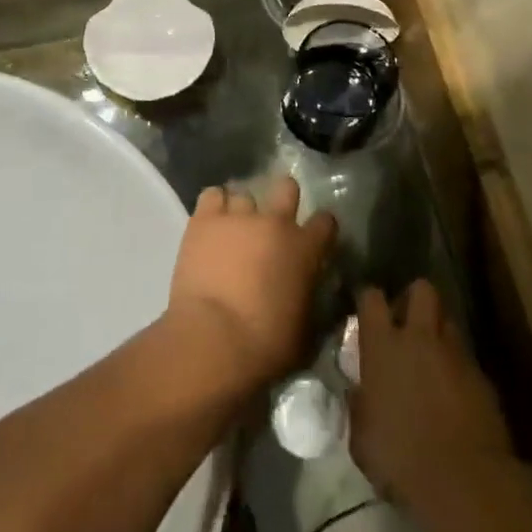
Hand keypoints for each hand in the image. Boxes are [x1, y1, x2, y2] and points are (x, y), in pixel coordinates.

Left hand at [166, 177, 335, 394]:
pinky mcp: (205, 220)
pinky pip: (212, 195)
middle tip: (272, 224)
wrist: (214, 338)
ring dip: (242, 211)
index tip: (315, 240)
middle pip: (286, 187)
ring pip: (244, 194)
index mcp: (306, 248)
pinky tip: (211, 225)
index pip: (326, 221)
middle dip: (283, 200)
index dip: (322, 228)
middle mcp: (275, 222)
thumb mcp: (306, 330)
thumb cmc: (267, 344)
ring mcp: (238, 216)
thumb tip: (310, 294)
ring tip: (233, 231)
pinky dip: (214, 207)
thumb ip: (311, 301)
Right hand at [350, 280, 514, 508]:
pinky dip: (458, 368)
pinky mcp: (482, 376)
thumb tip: (357, 393)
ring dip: (439, 333)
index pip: (371, 298)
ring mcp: (455, 354)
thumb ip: (359, 405)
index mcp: (382, 346)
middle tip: (407, 323)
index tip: (367, 313)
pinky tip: (454, 394)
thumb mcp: (362, 437)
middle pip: (421, 290)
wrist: (463, 481)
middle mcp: (419, 338)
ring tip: (433, 358)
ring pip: (448, 321)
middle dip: (414, 299)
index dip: (369, 300)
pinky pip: (466, 358)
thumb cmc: (400, 459)